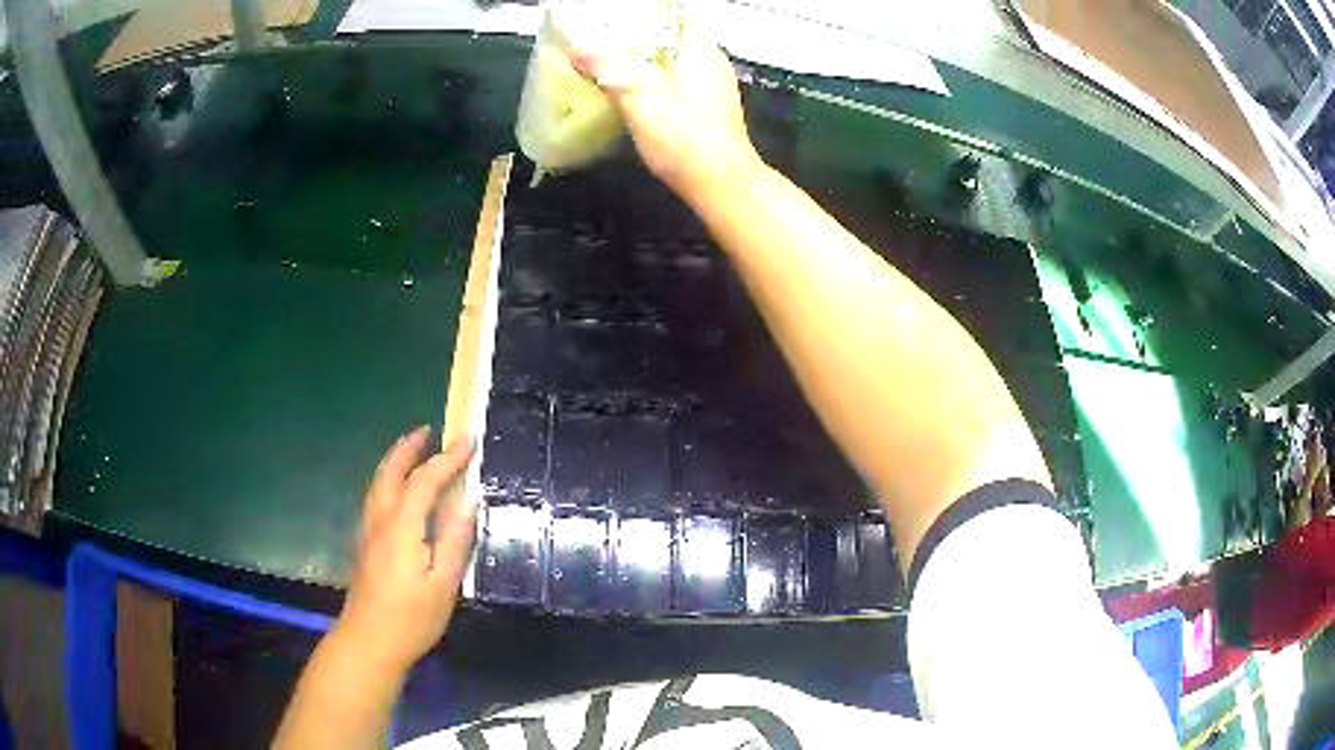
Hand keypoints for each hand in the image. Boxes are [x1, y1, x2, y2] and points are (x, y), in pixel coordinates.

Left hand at [335, 427, 477, 672]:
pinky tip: (397, 488)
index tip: (468, 440)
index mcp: (402, 527)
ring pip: (379, 482)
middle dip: (409, 447)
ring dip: (396, 460)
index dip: (447, 459)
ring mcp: (368, 530)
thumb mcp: (444, 584)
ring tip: (413, 449)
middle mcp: (381, 520)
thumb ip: (455, 540)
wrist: (369, 641)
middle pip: (391, 472)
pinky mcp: (365, 543)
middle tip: (429, 430)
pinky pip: (376, 495)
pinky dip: (389, 478)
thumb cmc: (412, 617)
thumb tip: (468, 501)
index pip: (425, 480)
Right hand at [569, 27, 762, 203]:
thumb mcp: (638, 99)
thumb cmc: (684, 138)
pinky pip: (677, 80)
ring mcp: (713, 85)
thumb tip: (577, 47)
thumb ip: (607, 68)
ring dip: (644, 58)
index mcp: (700, 48)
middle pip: (671, 35)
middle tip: (601, 38)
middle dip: (637, 35)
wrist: (720, 184)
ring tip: (608, 59)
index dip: (642, 13)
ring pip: (674, 59)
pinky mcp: (708, 107)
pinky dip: (654, 78)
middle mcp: (711, 60)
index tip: (612, 17)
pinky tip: (632, 89)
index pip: (672, 14)